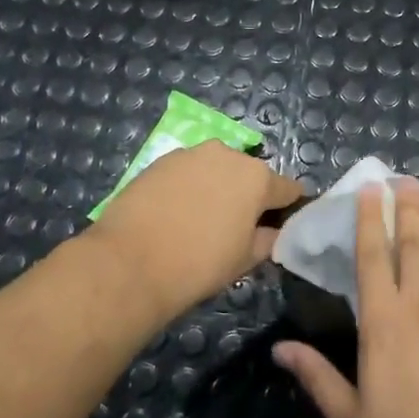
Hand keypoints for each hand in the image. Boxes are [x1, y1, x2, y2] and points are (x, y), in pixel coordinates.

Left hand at [88, 142, 303, 315]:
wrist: (130, 262)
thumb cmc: (200, 263)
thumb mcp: (245, 259)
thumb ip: (268, 239)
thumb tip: (273, 231)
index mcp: (257, 177)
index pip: (288, 189)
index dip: (288, 208)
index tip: (281, 224)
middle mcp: (228, 154)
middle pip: (250, 175)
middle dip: (248, 195)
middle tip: (236, 226)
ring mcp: (191, 154)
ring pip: (216, 170)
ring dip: (216, 187)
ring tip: (200, 219)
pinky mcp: (161, 160)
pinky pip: (187, 172)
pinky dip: (188, 187)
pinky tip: (175, 213)